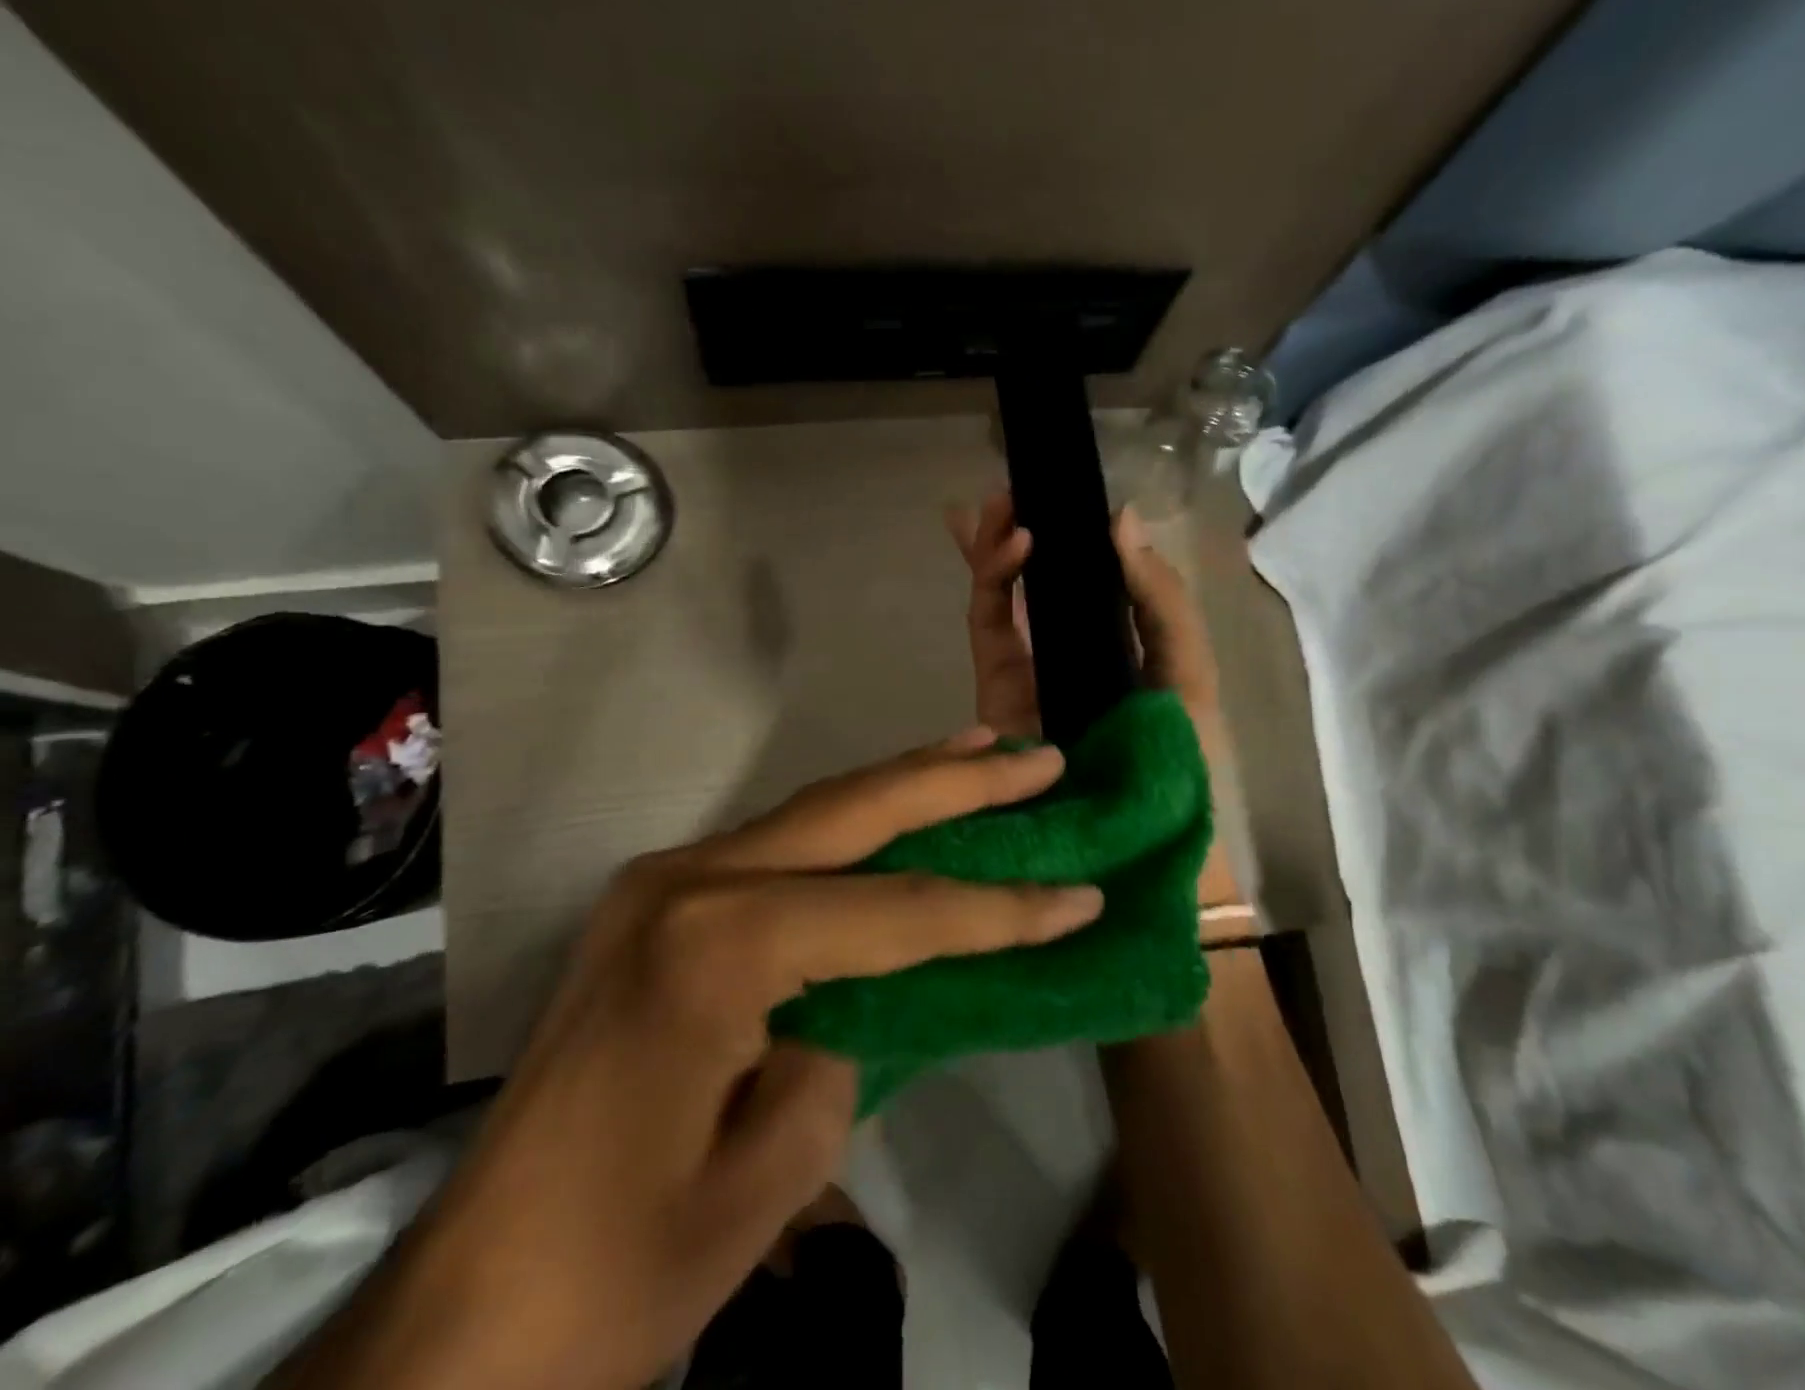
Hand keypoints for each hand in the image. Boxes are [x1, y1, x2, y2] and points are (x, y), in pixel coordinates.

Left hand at [269, 736, 1099, 1389]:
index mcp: (718, 947)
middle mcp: (688, 881)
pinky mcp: (657, 900)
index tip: (1080, 895)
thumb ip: (846, 1040)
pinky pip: (779, 845)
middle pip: (854, 813)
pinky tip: (894, 809)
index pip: (896, 911)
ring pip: (815, 811)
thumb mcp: (777, 1164)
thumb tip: (874, 979)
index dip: (998, 908)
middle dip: (957, 781)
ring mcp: (665, 881)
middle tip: (1038, 756)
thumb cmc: (624, 1261)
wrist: (468, 1308)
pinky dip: (851, 824)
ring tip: (982, 751)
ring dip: (904, 782)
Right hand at [948, 495, 1220, 735]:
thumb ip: (1162, 599)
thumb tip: (1123, 519)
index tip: (1064, 493)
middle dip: (1019, 533)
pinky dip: (994, 584)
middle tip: (1013, 489)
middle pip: (1036, 580)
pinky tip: (1013, 547)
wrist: (1135, 834)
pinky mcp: (997, 686)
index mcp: (1120, 641)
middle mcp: (1071, 647)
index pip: (1089, 577)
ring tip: (1000, 504)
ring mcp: (1029, 666)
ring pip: (1004, 595)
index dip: (1073, 535)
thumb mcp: (1189, 670)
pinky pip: (989, 625)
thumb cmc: (1178, 755)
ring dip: (999, 546)